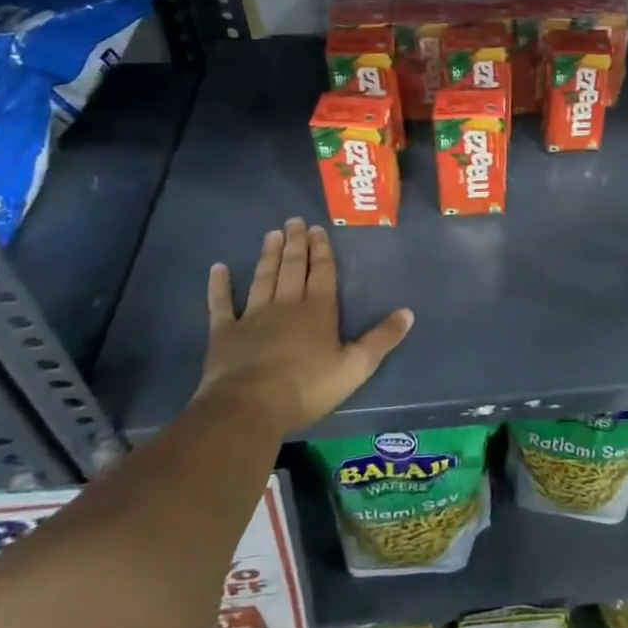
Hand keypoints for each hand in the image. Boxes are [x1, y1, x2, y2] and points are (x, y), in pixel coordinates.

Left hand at [198, 218, 413, 432]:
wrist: (250, 406)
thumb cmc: (308, 386)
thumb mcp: (356, 366)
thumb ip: (382, 339)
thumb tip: (408, 312)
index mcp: (318, 310)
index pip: (322, 272)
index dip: (321, 250)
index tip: (317, 229)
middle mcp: (286, 304)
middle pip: (292, 268)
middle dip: (295, 244)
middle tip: (293, 221)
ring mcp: (252, 316)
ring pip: (263, 278)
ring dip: (268, 256)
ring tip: (271, 234)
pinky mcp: (224, 333)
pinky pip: (221, 305)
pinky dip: (219, 286)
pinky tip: (218, 269)